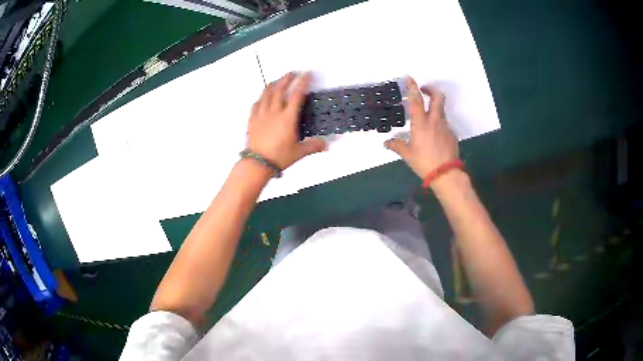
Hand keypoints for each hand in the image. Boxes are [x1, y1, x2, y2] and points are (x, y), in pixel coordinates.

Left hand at [247, 72, 326, 169]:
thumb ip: (313, 146)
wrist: (257, 164)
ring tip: (277, 80)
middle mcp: (274, 112)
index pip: (296, 96)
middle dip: (287, 79)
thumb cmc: (279, 157)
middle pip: (280, 90)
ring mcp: (261, 115)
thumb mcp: (299, 152)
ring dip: (273, 85)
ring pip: (266, 94)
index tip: (306, 74)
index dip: (302, 83)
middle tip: (292, 73)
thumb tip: (326, 145)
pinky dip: (261, 98)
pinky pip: (256, 104)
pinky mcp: (252, 120)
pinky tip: (262, 96)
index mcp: (287, 118)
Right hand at [385, 77, 458, 181]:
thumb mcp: (407, 155)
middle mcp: (434, 121)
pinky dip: (438, 124)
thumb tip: (386, 143)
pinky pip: (444, 124)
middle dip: (431, 89)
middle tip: (424, 90)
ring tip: (426, 118)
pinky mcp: (451, 134)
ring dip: (434, 108)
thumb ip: (397, 145)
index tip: (409, 78)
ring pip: (441, 110)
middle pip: (438, 97)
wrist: (446, 173)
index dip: (412, 86)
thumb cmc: (424, 162)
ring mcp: (445, 126)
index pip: (416, 99)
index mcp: (421, 123)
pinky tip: (433, 137)